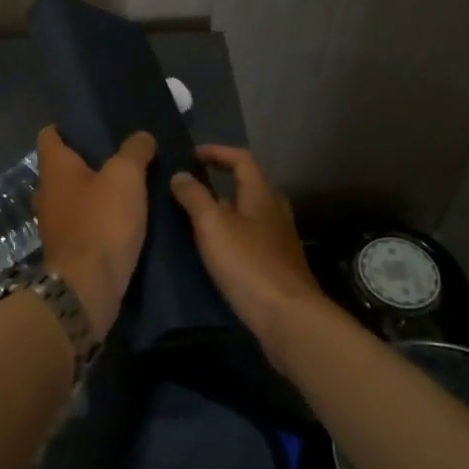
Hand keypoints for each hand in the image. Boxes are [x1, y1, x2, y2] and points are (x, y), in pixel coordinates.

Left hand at [33, 125, 155, 338]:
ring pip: (74, 194)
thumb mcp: (126, 176)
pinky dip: (98, 215)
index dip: (69, 125)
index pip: (50, 133)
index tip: (96, 123)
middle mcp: (46, 191)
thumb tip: (141, 136)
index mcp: (54, 167)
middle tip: (121, 152)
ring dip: (95, 189)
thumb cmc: (102, 222)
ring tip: (128, 184)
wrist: (88, 288)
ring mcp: (53, 221)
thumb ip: (134, 150)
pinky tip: (124, 216)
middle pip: (64, 165)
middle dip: (89, 158)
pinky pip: (82, 220)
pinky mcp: (67, 247)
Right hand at [170, 145, 325, 344]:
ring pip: (250, 212)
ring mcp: (280, 239)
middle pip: (249, 184)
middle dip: (221, 180)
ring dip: (226, 209)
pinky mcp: (278, 264)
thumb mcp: (212, 225)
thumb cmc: (247, 263)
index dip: (217, 151)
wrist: (288, 317)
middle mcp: (275, 210)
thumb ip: (194, 196)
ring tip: (197, 217)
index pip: (241, 158)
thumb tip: (181, 175)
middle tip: (192, 185)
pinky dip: (232, 233)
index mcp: (262, 194)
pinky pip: (252, 236)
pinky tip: (215, 249)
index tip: (192, 154)